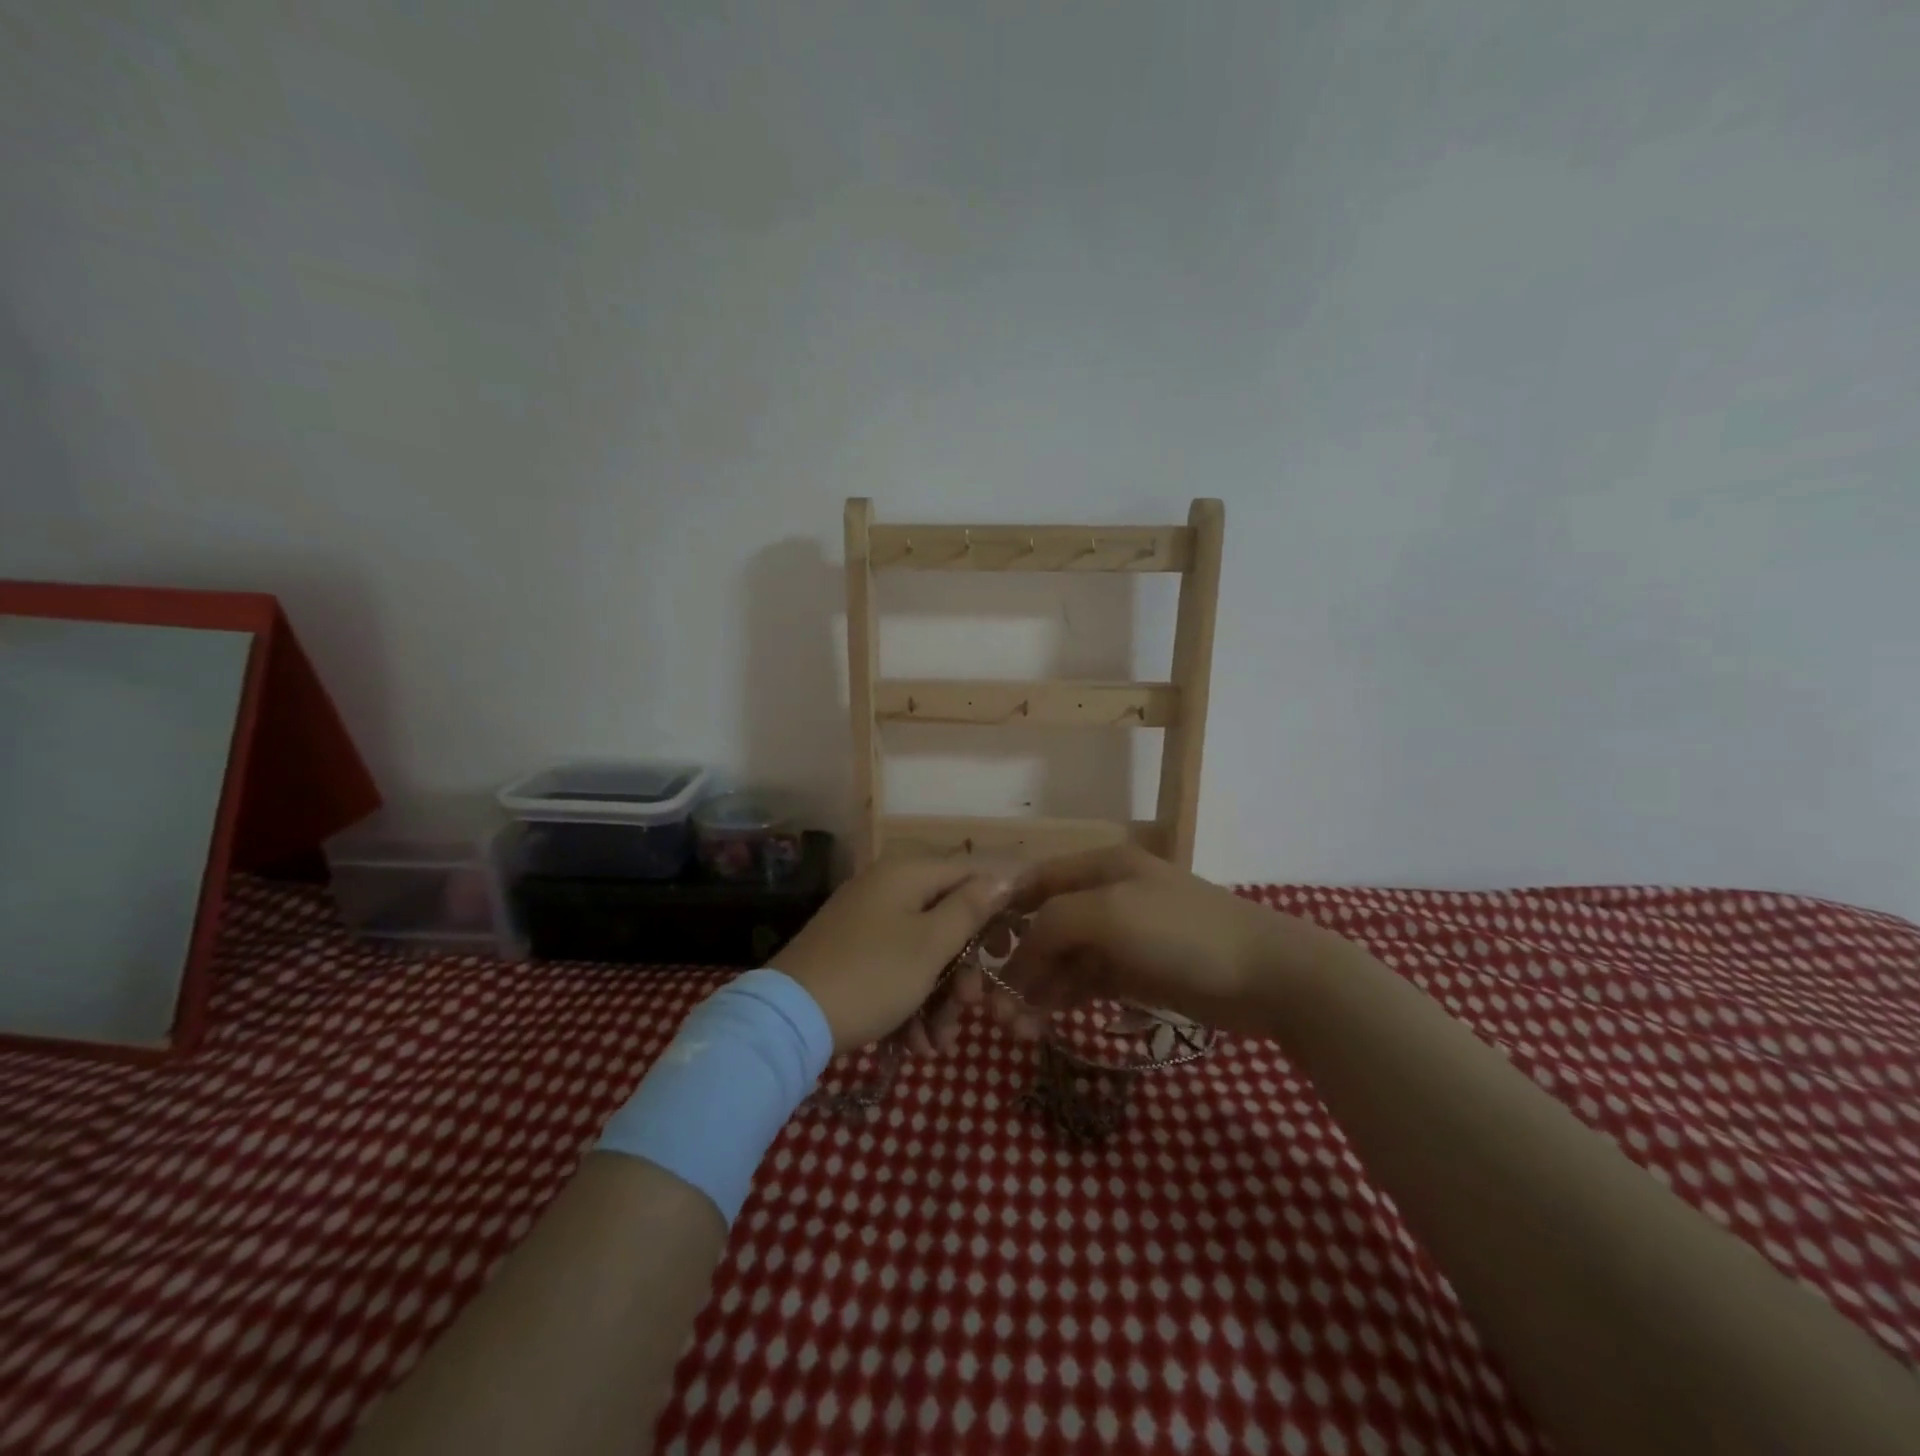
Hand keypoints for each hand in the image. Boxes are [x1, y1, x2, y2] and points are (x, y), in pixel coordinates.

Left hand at [769, 856, 1013, 1053]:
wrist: (789, 1019)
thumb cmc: (873, 975)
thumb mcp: (931, 945)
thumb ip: (970, 909)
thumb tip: (1002, 876)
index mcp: (907, 873)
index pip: (968, 873)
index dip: (996, 905)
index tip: (1010, 946)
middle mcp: (886, 888)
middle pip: (945, 920)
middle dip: (961, 972)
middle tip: (969, 1008)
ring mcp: (865, 921)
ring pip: (921, 953)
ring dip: (937, 1000)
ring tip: (935, 1045)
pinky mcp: (850, 953)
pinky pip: (894, 968)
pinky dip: (908, 1004)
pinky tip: (912, 1045)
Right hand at [979, 845, 1359, 1037]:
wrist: (1266, 976)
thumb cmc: (1181, 932)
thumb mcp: (1108, 914)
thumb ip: (1053, 924)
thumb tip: (1020, 956)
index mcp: (1099, 867)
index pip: (1036, 882)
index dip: (1004, 911)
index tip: (974, 949)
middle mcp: (1106, 896)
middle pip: (1046, 925)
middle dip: (1017, 961)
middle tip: (993, 1006)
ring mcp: (1122, 936)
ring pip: (1063, 958)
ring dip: (1036, 987)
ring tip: (1015, 1026)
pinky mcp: (1136, 973)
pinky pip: (1086, 982)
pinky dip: (1063, 998)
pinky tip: (1043, 1021)